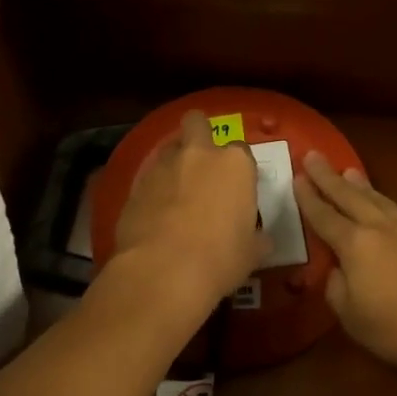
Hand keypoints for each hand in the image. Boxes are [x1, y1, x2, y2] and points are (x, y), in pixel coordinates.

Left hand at [108, 110, 264, 325]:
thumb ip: (257, 238)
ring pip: (168, 149)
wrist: (163, 272)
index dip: (240, 169)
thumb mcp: (251, 253)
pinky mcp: (135, 186)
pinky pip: (148, 178)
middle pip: (197, 123)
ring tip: (176, 190)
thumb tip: (261, 239)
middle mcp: (198, 155)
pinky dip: (153, 190)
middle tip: (202, 160)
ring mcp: (162, 167)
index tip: (238, 188)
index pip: (242, 150)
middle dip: (199, 132)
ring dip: (174, 163)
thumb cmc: (220, 259)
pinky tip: (156, 214)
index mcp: (234, 165)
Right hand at [294, 152, 396, 380]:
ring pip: (382, 200)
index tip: (297, 177)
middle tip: (313, 155)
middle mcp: (383, 228)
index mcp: (356, 246)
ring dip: (363, 186)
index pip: (325, 217)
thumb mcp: (353, 320)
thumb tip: (338, 271)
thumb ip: (338, 290)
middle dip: (328, 177)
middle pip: (350, 197)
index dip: (309, 197)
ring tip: (350, 171)